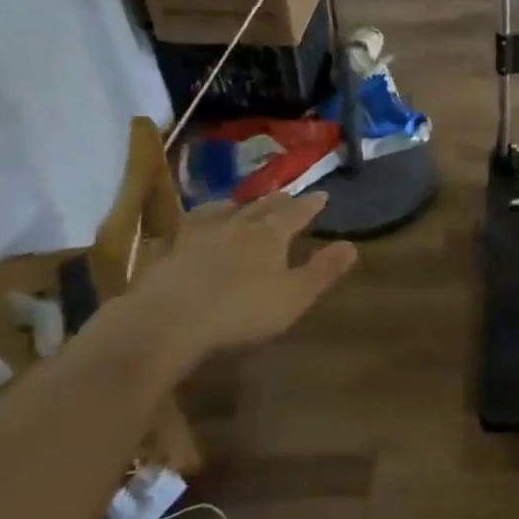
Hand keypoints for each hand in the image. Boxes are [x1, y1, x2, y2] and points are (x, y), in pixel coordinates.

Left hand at [125, 192, 356, 371]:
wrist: (165, 323)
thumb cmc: (241, 312)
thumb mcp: (294, 296)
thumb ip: (323, 270)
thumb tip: (352, 245)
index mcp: (269, 235)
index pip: (296, 213)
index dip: (311, 205)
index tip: (323, 195)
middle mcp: (235, 226)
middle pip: (260, 208)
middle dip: (277, 201)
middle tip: (287, 195)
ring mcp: (197, 236)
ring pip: (222, 212)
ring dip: (236, 206)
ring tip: (239, 204)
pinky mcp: (168, 253)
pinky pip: (188, 229)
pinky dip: (199, 223)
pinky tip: (194, 229)